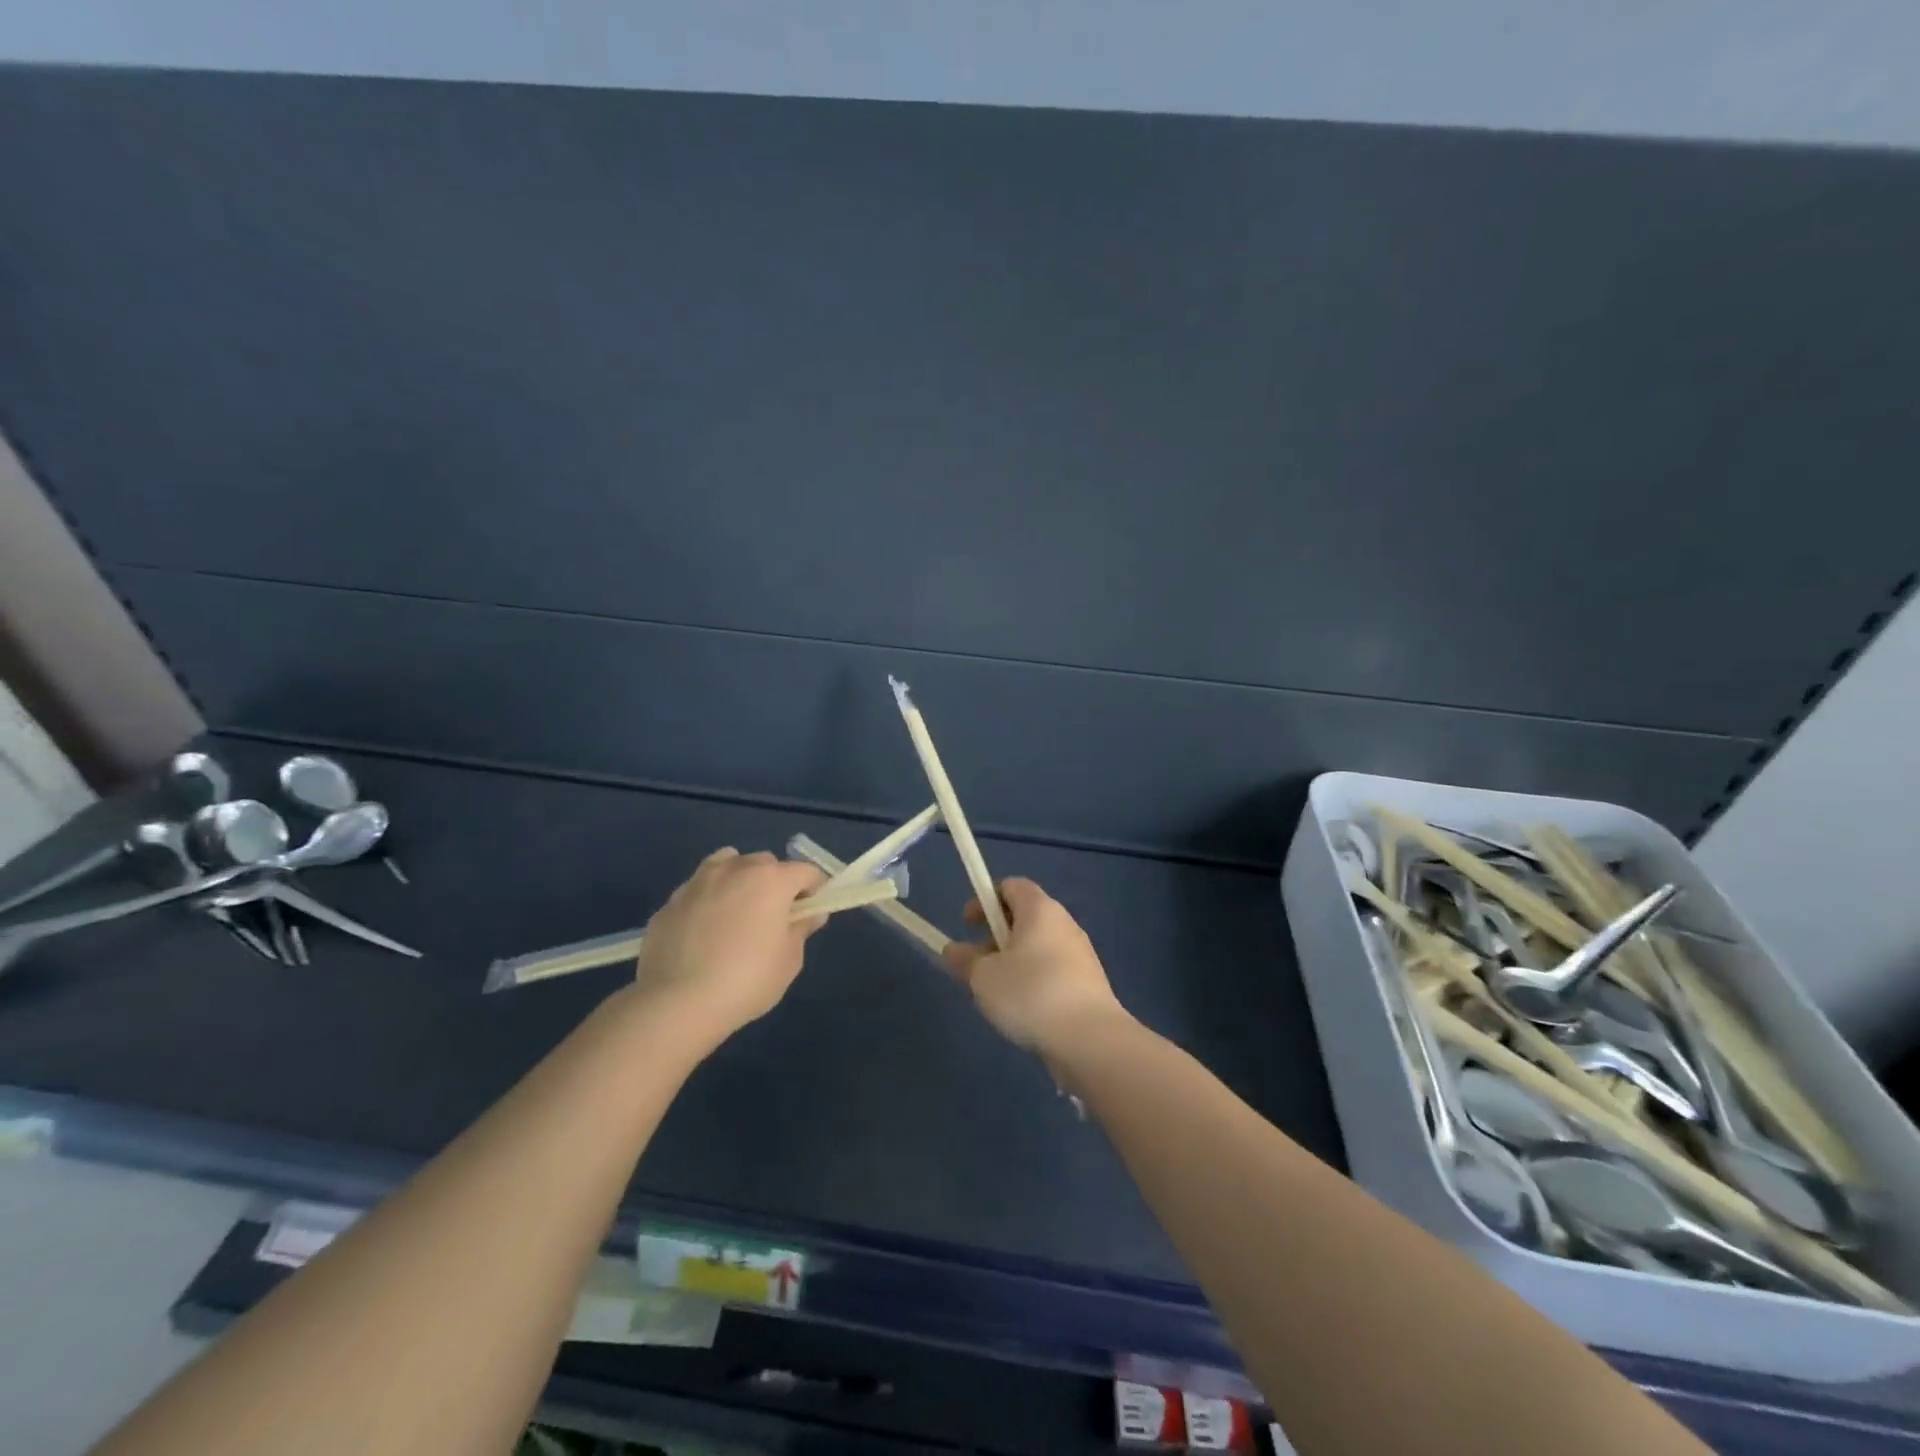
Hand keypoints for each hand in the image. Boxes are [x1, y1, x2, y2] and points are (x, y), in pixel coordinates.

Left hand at [630, 848, 826, 1042]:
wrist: (676, 1003)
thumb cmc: (746, 981)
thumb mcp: (789, 960)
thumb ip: (801, 929)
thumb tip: (810, 914)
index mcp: (771, 880)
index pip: (806, 871)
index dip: (814, 890)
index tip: (810, 913)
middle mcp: (735, 869)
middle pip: (765, 863)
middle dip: (775, 882)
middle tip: (773, 917)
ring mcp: (698, 882)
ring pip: (727, 865)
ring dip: (738, 880)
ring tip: (735, 914)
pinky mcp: (670, 902)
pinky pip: (698, 891)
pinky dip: (707, 902)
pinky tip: (703, 934)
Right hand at [942, 878, 1129, 1054]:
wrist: (1091, 1040)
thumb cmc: (1031, 994)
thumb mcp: (983, 978)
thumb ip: (964, 960)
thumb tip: (953, 950)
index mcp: (1040, 909)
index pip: (1011, 886)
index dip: (985, 900)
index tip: (967, 925)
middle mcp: (1064, 923)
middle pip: (1024, 917)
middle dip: (995, 937)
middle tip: (977, 966)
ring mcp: (1080, 954)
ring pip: (1037, 948)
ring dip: (1013, 963)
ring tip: (996, 996)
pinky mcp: (1088, 984)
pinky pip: (1052, 972)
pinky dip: (1033, 982)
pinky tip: (1023, 1012)